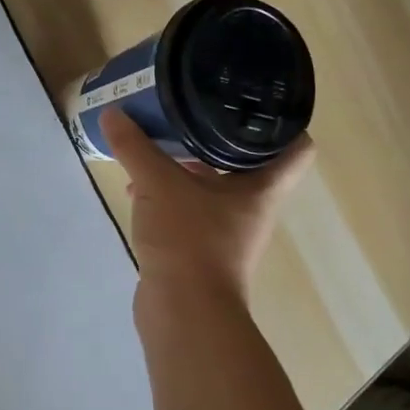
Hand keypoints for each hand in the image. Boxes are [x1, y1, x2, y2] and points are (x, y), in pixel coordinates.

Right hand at [101, 106, 314, 307]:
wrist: (183, 313)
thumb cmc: (188, 240)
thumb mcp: (158, 184)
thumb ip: (135, 147)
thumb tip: (114, 113)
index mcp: (261, 188)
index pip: (296, 147)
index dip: (283, 120)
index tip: (254, 97)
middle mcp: (251, 206)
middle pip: (247, 161)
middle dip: (219, 134)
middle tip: (195, 105)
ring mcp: (226, 230)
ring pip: (213, 185)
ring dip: (188, 165)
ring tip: (158, 140)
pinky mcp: (199, 247)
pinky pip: (187, 208)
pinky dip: (167, 194)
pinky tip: (136, 186)